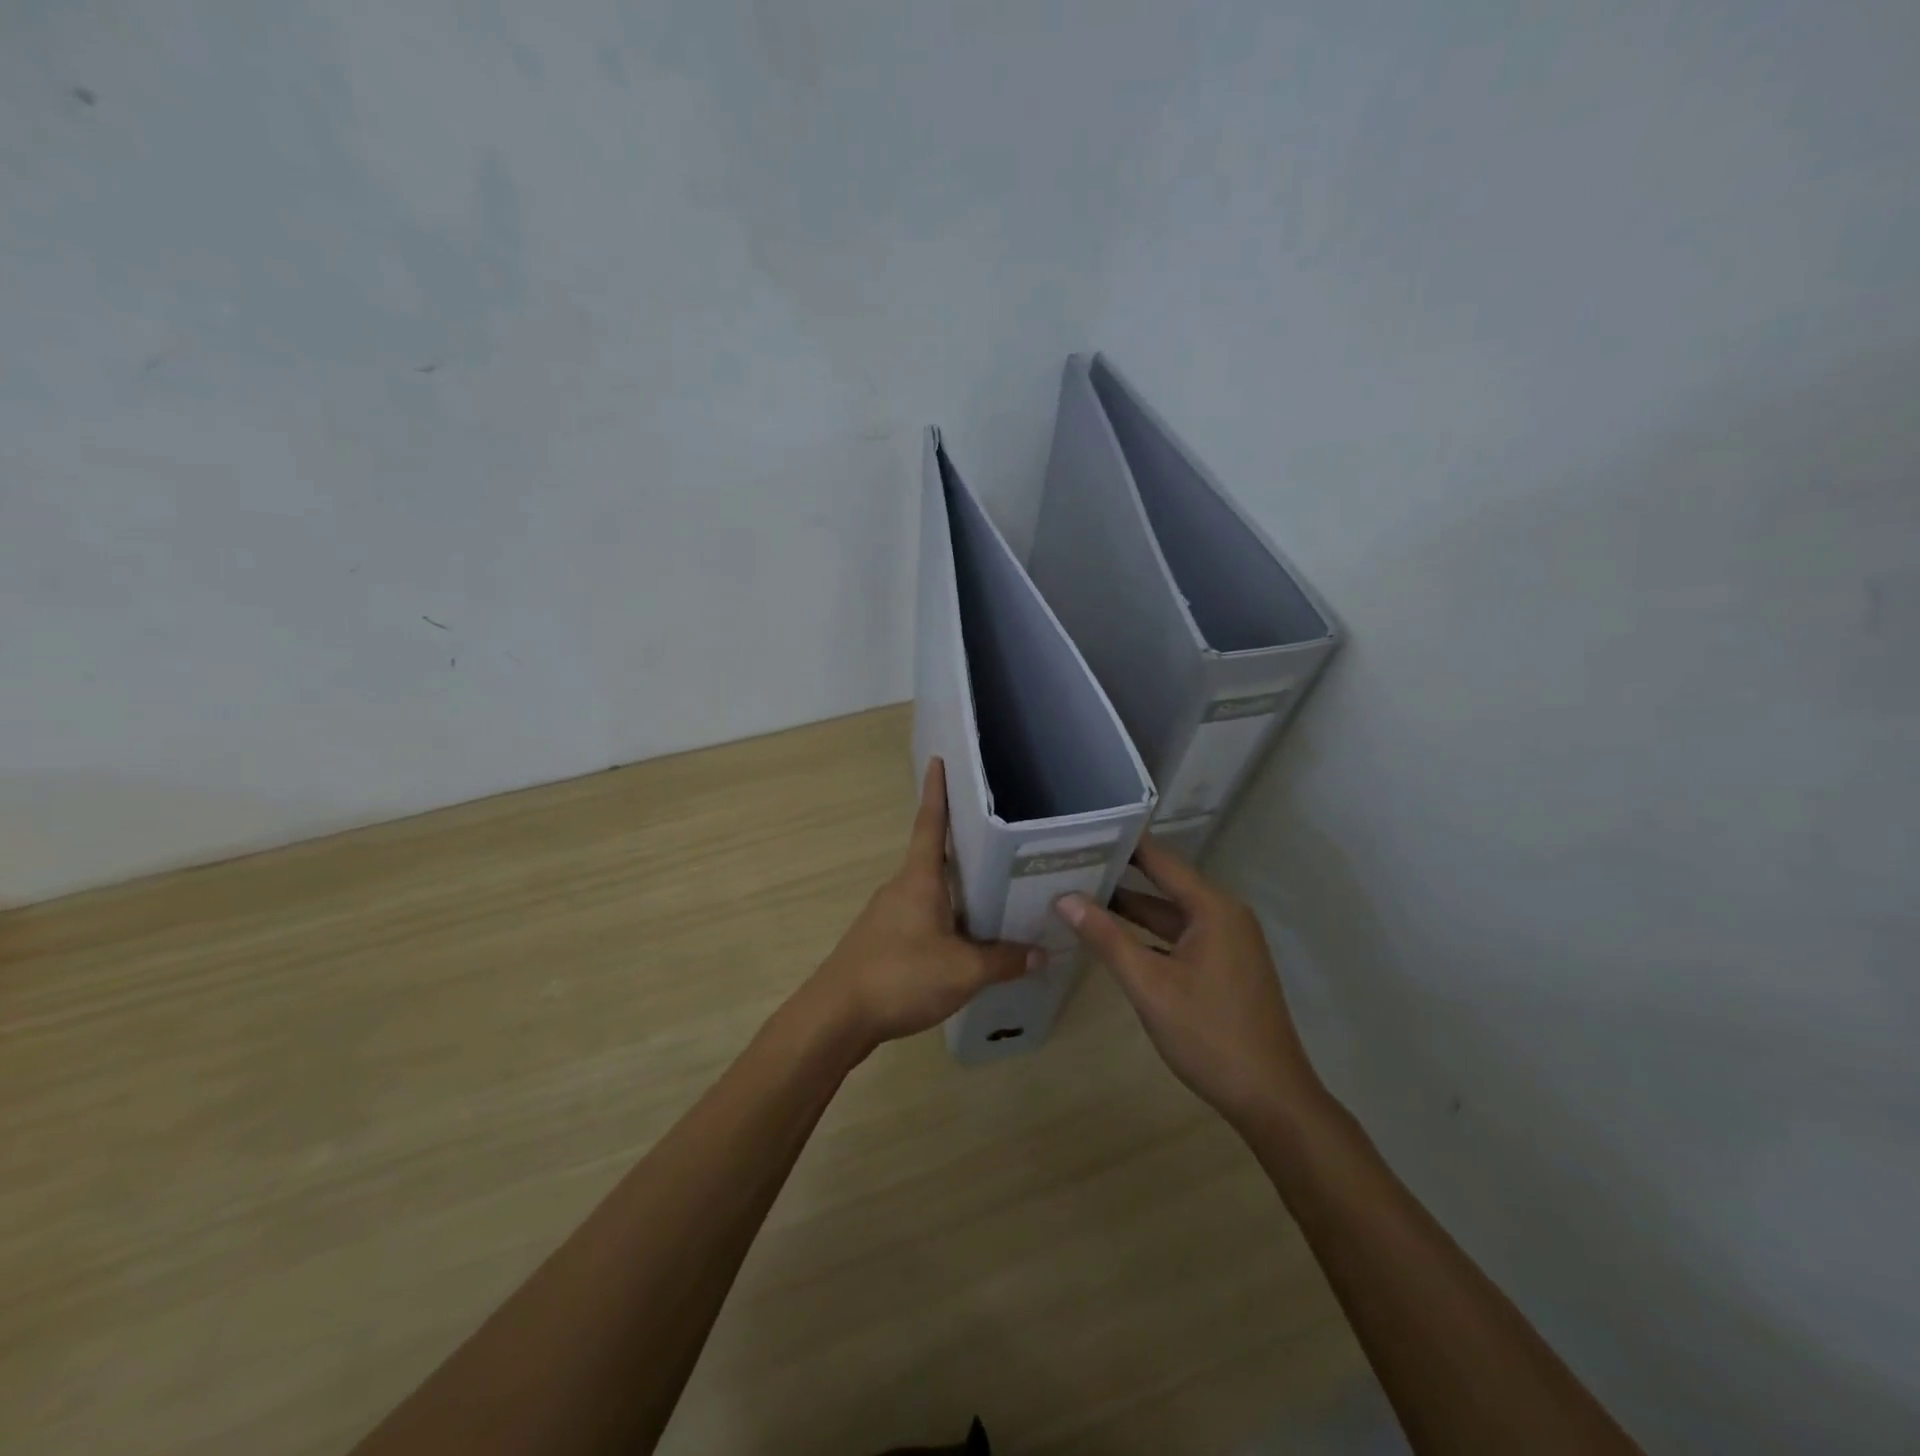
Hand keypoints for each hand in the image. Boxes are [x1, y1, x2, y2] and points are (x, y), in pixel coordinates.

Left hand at [801, 758, 1036, 1057]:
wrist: (836, 1017)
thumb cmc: (900, 976)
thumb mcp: (963, 971)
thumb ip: (1004, 961)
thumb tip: (1041, 953)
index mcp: (919, 879)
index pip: (929, 823)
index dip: (936, 792)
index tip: (939, 761)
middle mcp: (901, 888)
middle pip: (934, 857)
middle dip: (962, 845)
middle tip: (998, 837)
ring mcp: (887, 915)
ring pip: (930, 892)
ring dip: (956, 889)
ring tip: (994, 892)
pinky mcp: (882, 942)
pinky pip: (922, 918)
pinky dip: (945, 919)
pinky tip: (965, 940)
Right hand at [1056, 835, 1324, 1131]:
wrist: (1271, 1099)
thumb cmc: (1209, 1035)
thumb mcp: (1150, 985)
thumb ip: (1106, 938)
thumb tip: (1064, 898)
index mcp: (1213, 908)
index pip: (1160, 860)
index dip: (1122, 843)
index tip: (1083, 830)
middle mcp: (1223, 914)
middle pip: (1164, 884)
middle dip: (1119, 874)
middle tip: (1071, 861)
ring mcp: (1227, 942)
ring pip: (1170, 914)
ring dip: (1131, 908)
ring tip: (1081, 893)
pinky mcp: (1224, 966)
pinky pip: (1179, 937)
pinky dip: (1147, 934)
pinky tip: (1114, 937)